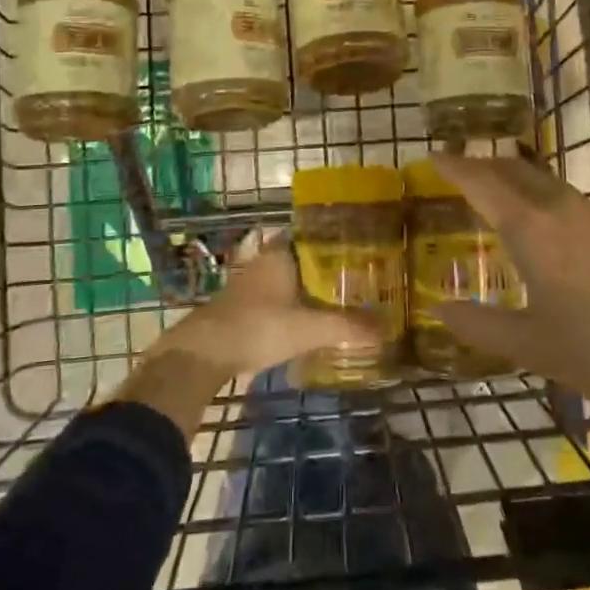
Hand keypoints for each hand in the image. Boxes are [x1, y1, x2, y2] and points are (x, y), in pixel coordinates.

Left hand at [149, 233, 377, 382]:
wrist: (202, 354)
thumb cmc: (258, 327)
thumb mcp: (308, 329)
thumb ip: (346, 327)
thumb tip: (387, 329)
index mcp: (279, 256)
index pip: (308, 235)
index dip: (330, 239)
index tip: (355, 246)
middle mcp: (262, 263)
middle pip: (297, 258)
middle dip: (321, 267)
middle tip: (353, 277)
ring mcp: (247, 287)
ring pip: (283, 280)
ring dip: (303, 288)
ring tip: (334, 299)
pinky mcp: (239, 310)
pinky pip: (272, 300)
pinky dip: (289, 306)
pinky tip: (303, 321)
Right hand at [427, 155, 589, 415]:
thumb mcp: (528, 346)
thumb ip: (478, 325)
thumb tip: (440, 311)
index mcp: (532, 230)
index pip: (482, 184)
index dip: (455, 168)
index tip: (432, 156)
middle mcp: (562, 210)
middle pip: (515, 170)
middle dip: (484, 164)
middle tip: (460, 169)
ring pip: (546, 182)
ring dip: (517, 179)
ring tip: (499, 193)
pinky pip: (571, 201)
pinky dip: (544, 199)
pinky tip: (550, 228)